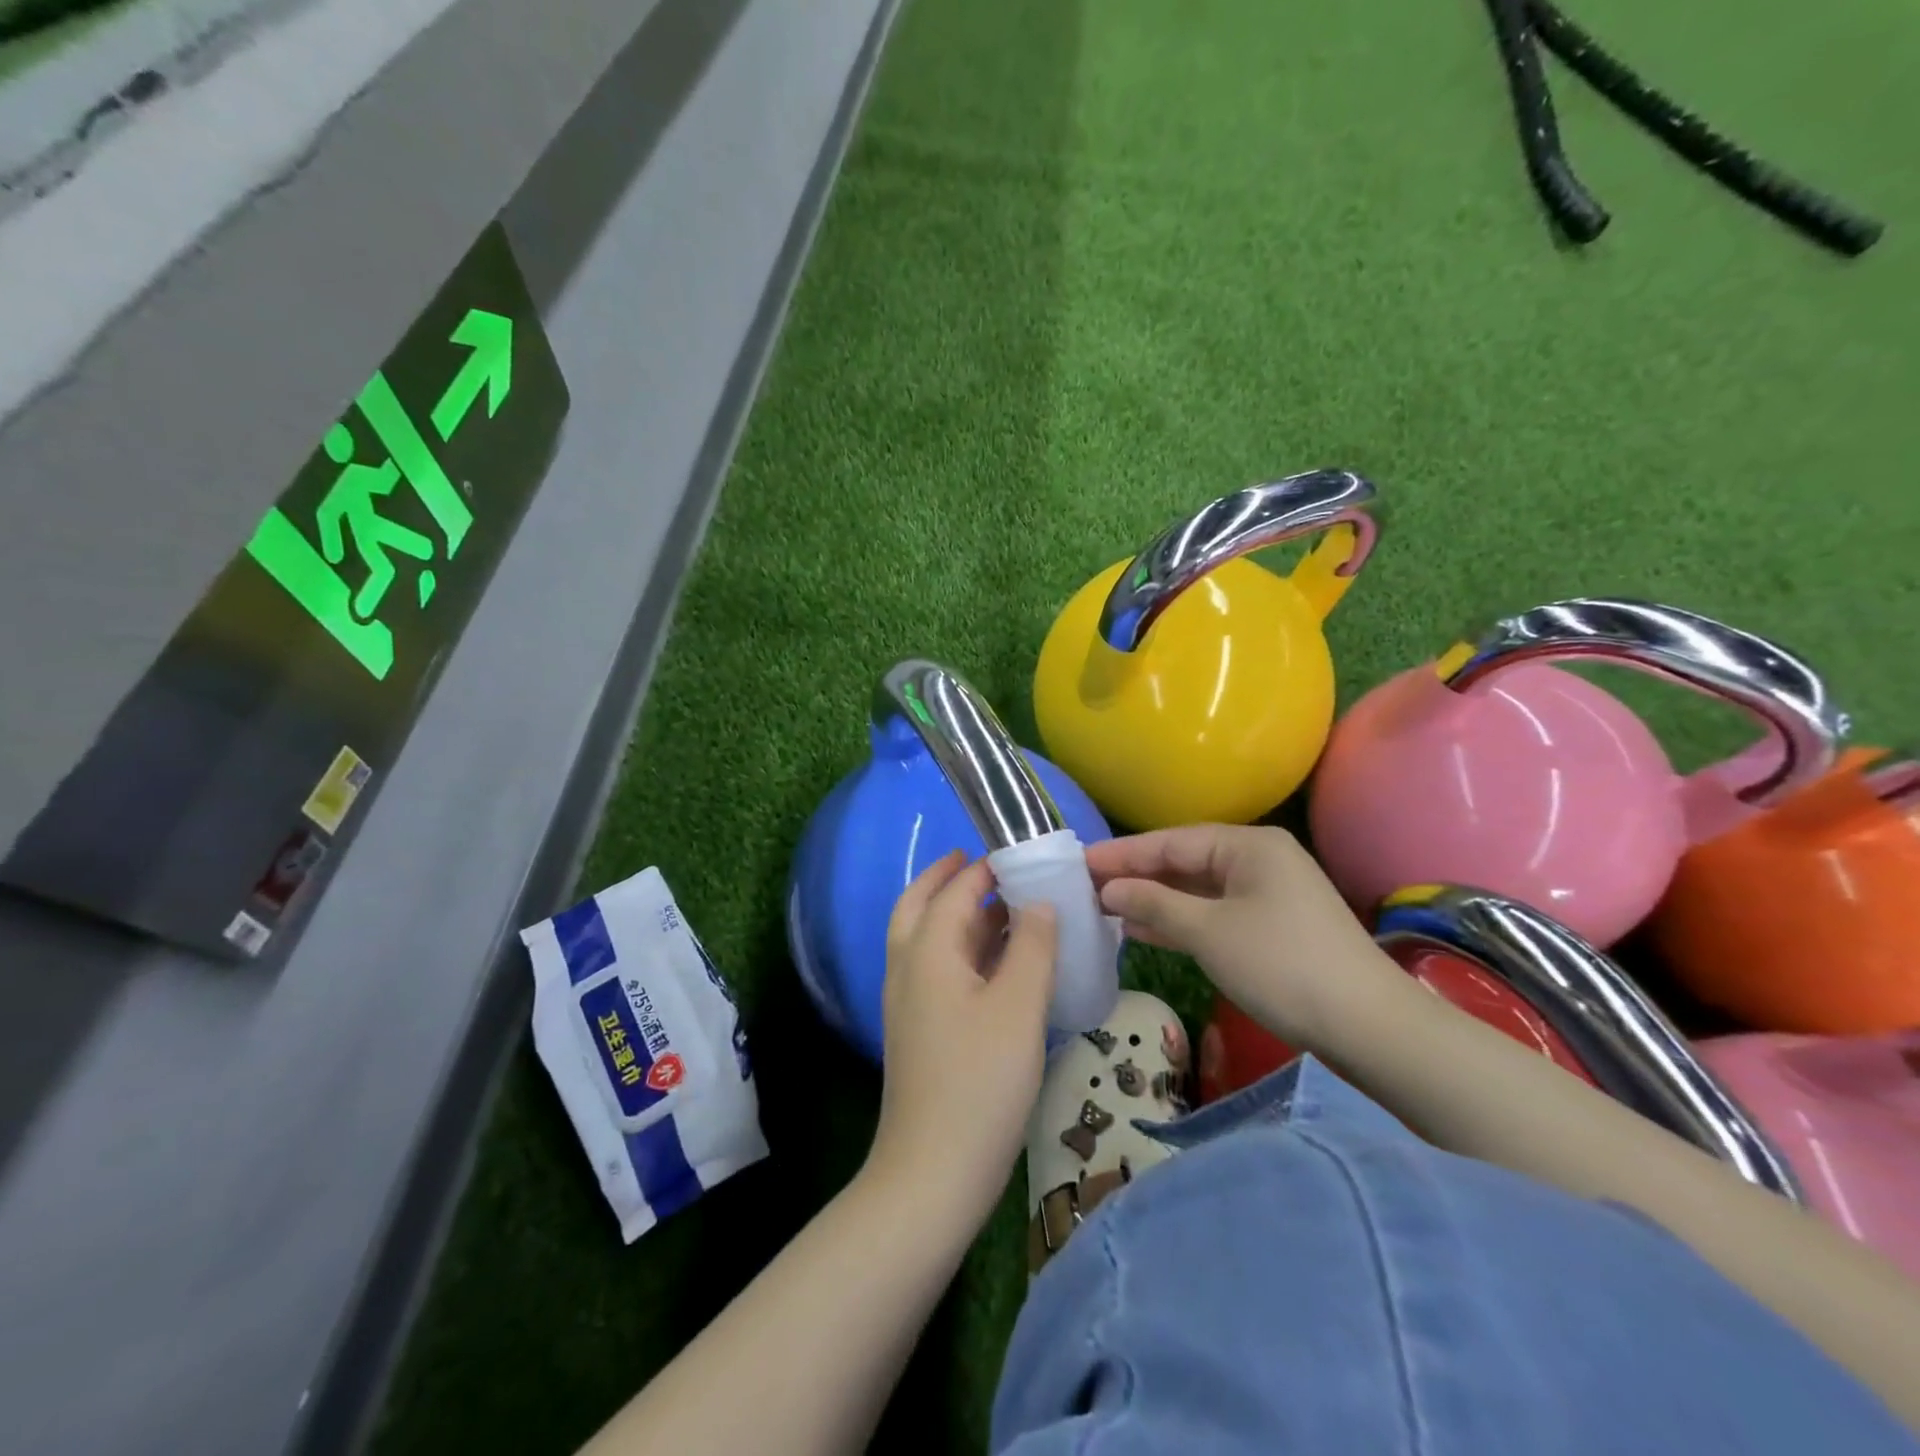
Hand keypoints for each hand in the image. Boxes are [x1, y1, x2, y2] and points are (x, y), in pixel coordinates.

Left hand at [866, 851, 1056, 1231]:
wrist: (933, 1172)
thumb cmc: (980, 1082)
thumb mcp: (1019, 1006)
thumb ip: (1032, 946)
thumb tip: (1038, 902)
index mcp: (927, 951)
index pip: (954, 890)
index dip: (985, 868)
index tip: (1020, 852)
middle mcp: (907, 967)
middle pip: (920, 905)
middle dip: (949, 879)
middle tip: (987, 863)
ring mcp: (908, 1001)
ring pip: (926, 938)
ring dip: (957, 914)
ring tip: (1003, 906)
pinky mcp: (918, 1029)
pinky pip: (936, 968)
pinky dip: (961, 949)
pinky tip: (998, 963)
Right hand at [1084, 825, 1400, 1049]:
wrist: (1368, 1027)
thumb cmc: (1281, 965)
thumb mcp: (1209, 931)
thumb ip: (1153, 904)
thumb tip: (1108, 889)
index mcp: (1248, 845)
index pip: (1170, 842)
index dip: (1121, 854)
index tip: (1078, 862)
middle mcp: (1258, 860)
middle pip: (1182, 863)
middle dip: (1135, 877)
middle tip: (1084, 887)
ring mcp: (1267, 895)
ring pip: (1196, 891)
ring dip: (1153, 901)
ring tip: (1103, 908)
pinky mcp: (1270, 927)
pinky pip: (1212, 914)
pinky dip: (1179, 921)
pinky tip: (1141, 930)